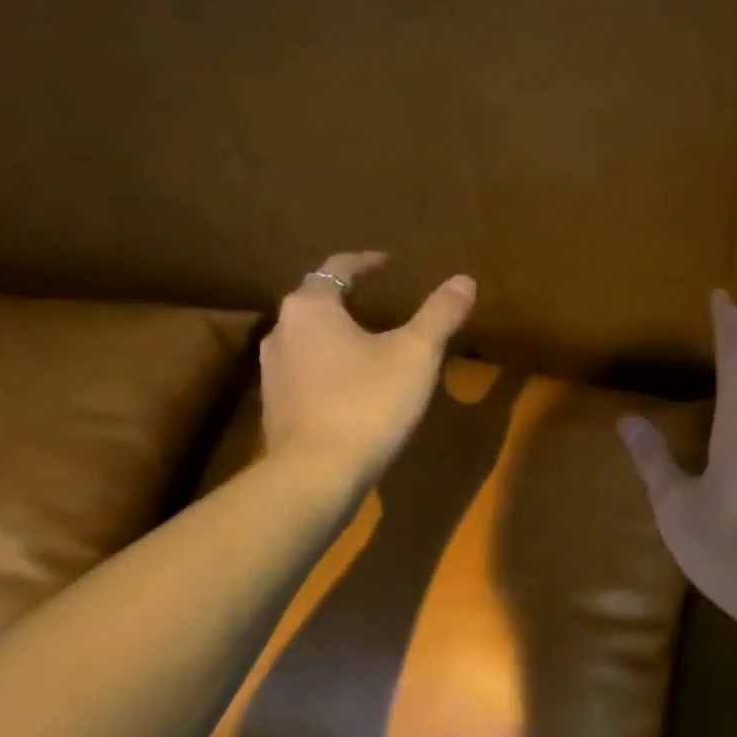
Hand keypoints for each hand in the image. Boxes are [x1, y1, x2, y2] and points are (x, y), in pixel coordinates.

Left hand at [260, 252, 475, 478]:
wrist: (316, 474)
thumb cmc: (367, 402)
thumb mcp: (416, 354)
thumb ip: (440, 314)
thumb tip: (464, 280)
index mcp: (311, 308)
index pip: (337, 268)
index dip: (367, 262)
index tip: (390, 263)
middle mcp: (282, 330)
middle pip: (319, 301)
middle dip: (352, 298)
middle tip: (384, 301)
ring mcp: (273, 371)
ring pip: (311, 338)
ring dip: (340, 334)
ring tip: (372, 343)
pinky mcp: (276, 406)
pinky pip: (307, 371)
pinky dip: (331, 366)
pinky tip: (355, 386)